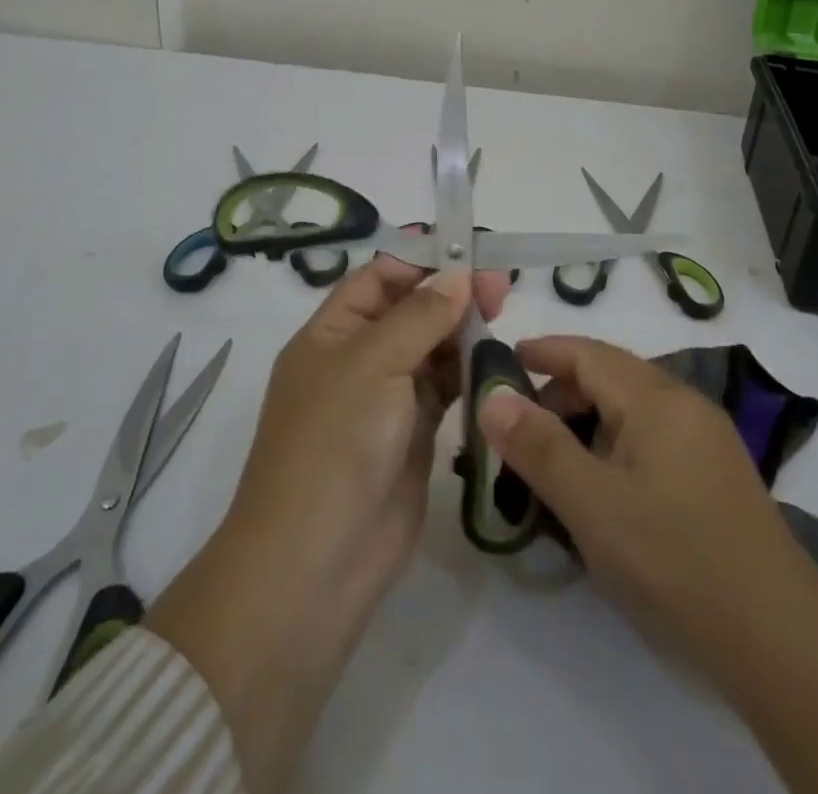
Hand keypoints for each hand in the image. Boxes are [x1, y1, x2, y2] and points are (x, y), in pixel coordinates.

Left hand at [146, 255, 509, 792]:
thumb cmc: (334, 444)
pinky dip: (468, 372)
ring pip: (431, 347)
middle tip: (499, 289)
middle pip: (410, 309)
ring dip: (463, 331)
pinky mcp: (413, 435)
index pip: (379, 277)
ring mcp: (386, 399)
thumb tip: (457, 275)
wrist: (316, 563)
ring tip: (501, 318)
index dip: (420, 260)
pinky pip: (444, 388)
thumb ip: (420, 315)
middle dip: (451, 294)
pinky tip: (494, 362)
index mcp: (332, 333)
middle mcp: (358, 359)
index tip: (469, 253)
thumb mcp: (373, 364)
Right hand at [481, 336, 817, 793]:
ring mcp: (706, 436)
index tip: (502, 358)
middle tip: (518, 426)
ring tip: (554, 459)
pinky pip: (653, 436)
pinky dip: (616, 444)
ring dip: (588, 421)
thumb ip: (538, 447)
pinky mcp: (716, 471)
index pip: (588, 353)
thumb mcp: (592, 503)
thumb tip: (492, 396)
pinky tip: (604, 485)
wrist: (774, 630)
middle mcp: (684, 402)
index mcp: (655, 396)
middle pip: (611, 376)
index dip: (543, 351)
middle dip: (561, 392)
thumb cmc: (673, 556)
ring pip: (632, 409)